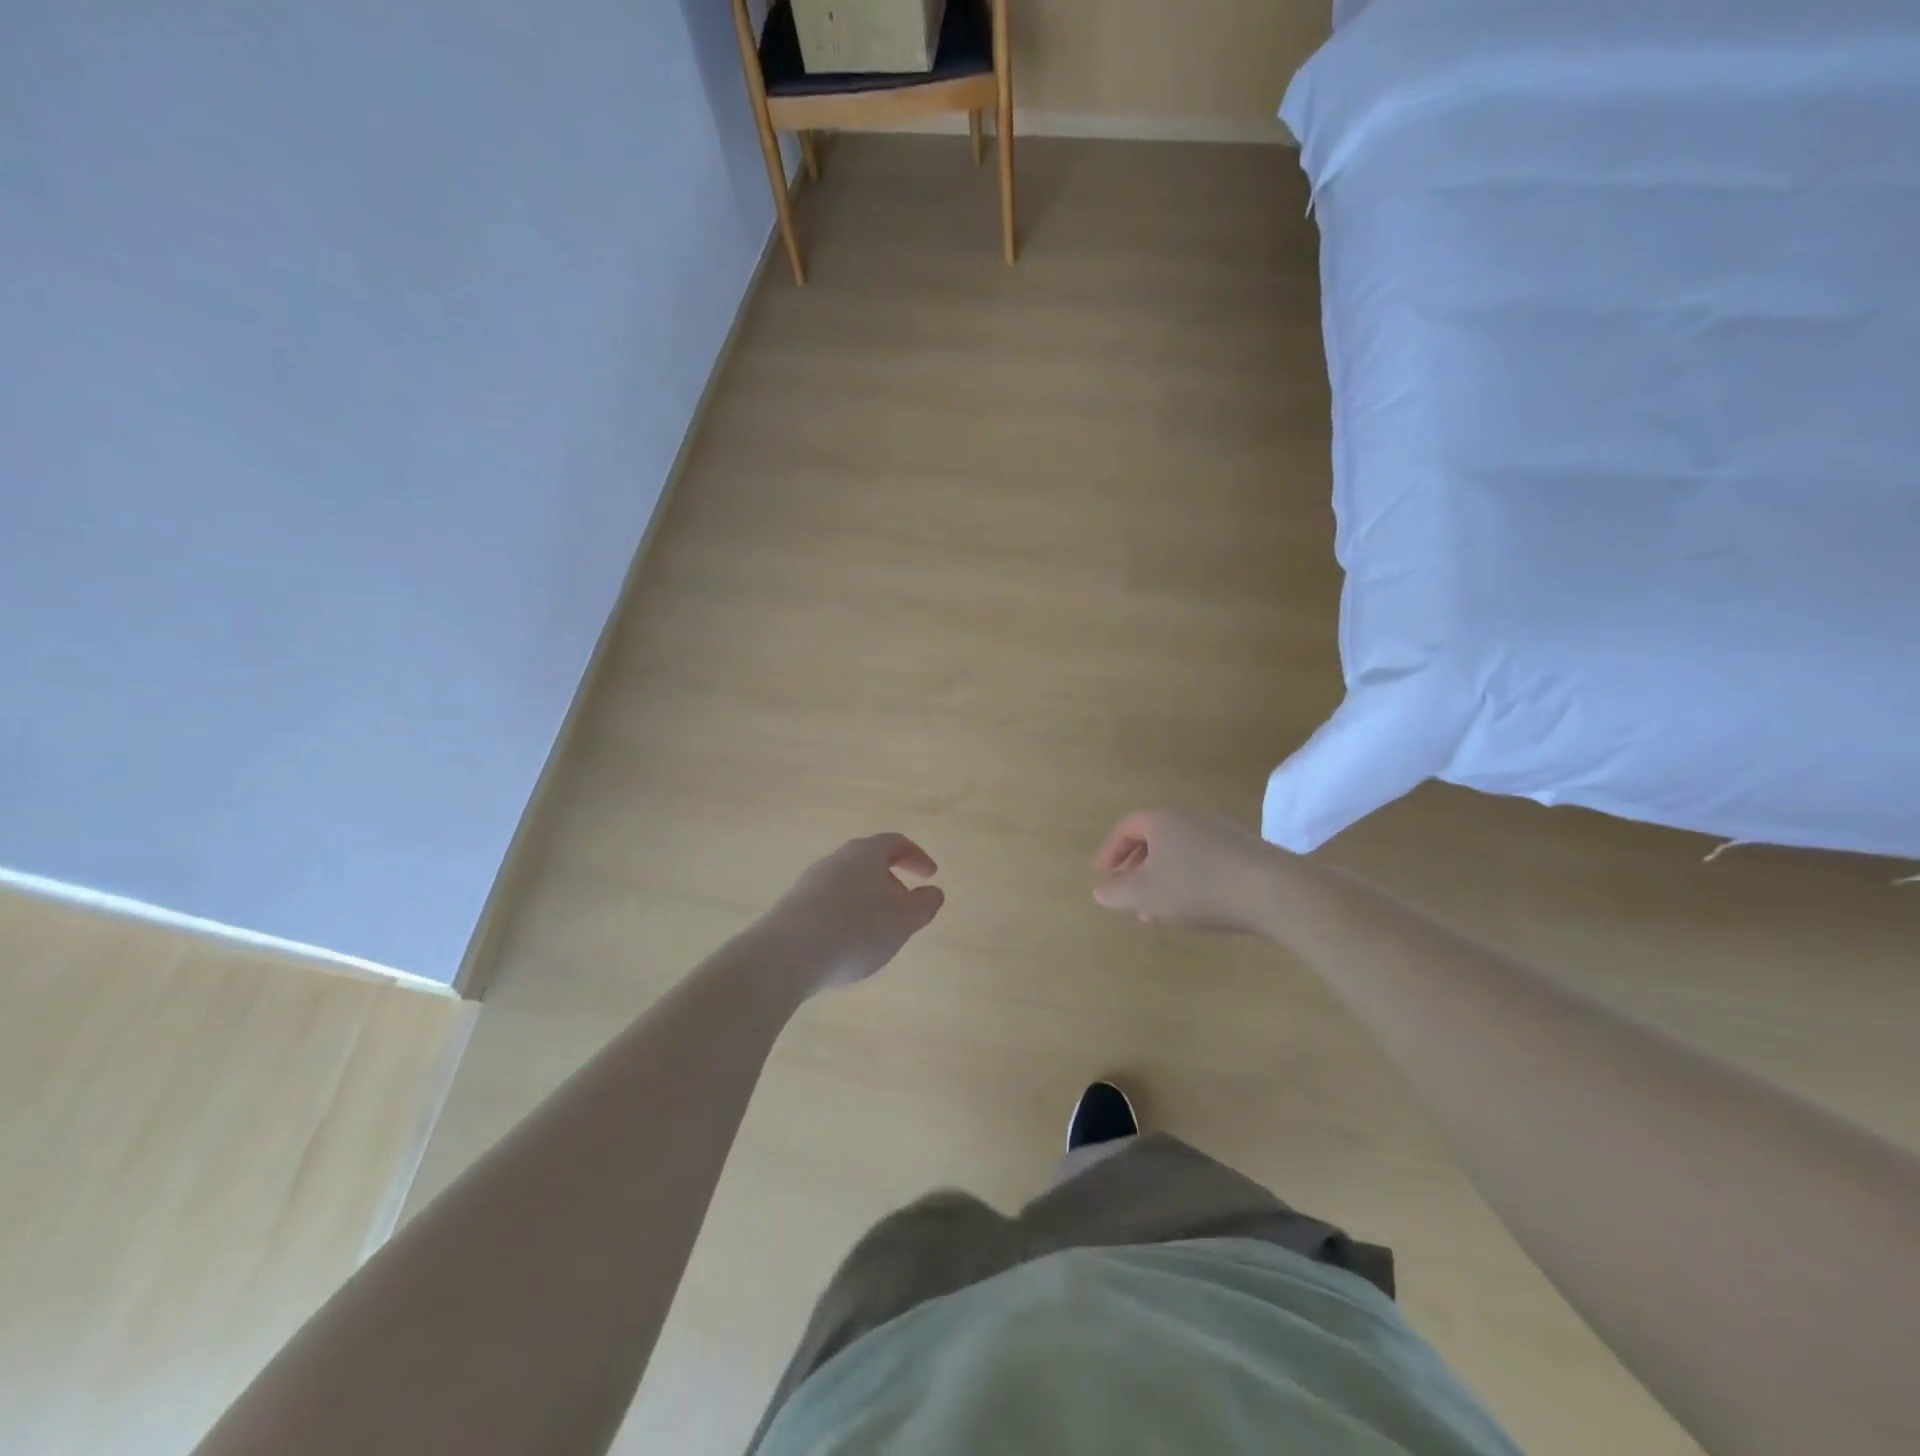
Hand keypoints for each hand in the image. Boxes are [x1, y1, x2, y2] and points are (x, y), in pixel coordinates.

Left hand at [762, 833, 944, 994]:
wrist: (785, 955)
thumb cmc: (855, 930)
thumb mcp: (903, 921)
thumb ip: (924, 904)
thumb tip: (933, 892)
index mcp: (865, 853)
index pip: (896, 842)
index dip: (917, 857)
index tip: (930, 877)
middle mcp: (836, 859)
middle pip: (870, 861)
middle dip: (892, 880)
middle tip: (906, 907)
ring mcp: (811, 881)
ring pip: (849, 882)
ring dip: (869, 900)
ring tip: (879, 931)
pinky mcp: (794, 905)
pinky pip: (830, 902)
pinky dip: (847, 914)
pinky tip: (848, 943)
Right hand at [1092, 809, 1279, 932]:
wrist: (1271, 890)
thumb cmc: (1196, 886)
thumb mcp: (1145, 894)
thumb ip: (1117, 892)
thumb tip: (1100, 891)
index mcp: (1162, 820)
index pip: (1127, 827)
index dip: (1111, 850)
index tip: (1103, 874)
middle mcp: (1191, 818)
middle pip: (1156, 839)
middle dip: (1138, 870)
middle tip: (1131, 897)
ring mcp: (1222, 832)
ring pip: (1181, 853)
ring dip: (1165, 880)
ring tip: (1161, 913)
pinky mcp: (1246, 851)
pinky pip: (1206, 862)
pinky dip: (1191, 881)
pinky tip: (1197, 908)